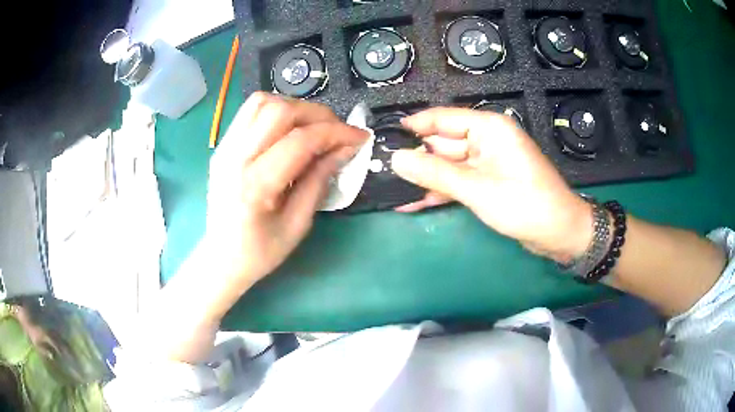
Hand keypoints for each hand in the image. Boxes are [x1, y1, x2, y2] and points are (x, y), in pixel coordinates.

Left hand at [206, 93, 367, 286]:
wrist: (220, 258)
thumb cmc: (260, 252)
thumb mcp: (298, 224)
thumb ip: (319, 181)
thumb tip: (344, 149)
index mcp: (255, 185)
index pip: (300, 140)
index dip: (336, 133)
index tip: (360, 137)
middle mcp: (234, 158)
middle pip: (280, 110)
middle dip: (317, 114)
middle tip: (337, 132)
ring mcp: (224, 148)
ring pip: (262, 102)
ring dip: (295, 108)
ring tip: (313, 128)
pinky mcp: (222, 146)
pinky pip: (250, 112)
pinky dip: (276, 111)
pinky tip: (289, 130)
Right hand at [391, 107, 591, 261]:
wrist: (559, 233)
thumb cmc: (525, 204)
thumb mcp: (477, 189)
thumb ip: (435, 173)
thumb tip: (396, 159)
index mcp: (489, 128)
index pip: (442, 118)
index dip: (413, 126)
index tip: (383, 137)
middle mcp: (486, 140)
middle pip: (442, 143)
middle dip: (415, 158)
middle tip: (380, 171)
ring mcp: (487, 162)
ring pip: (448, 166)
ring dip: (424, 179)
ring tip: (390, 190)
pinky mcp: (488, 182)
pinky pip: (458, 181)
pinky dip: (440, 192)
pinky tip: (412, 203)